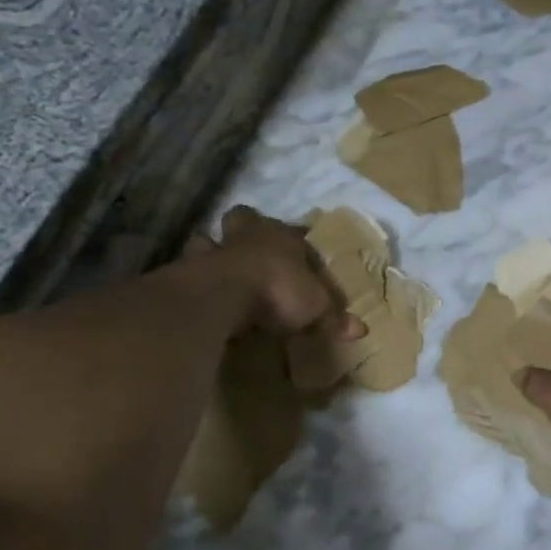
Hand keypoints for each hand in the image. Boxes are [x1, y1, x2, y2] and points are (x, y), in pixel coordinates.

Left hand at [182, 207, 363, 338]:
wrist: (226, 293)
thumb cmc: (279, 290)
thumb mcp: (316, 308)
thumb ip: (334, 318)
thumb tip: (362, 330)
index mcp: (282, 238)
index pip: (294, 232)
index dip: (297, 240)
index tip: (300, 251)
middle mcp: (247, 237)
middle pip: (242, 219)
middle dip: (244, 229)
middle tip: (248, 248)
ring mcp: (213, 250)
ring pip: (206, 239)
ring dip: (209, 250)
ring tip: (214, 267)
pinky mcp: (188, 271)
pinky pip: (188, 270)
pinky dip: (191, 278)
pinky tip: (195, 292)